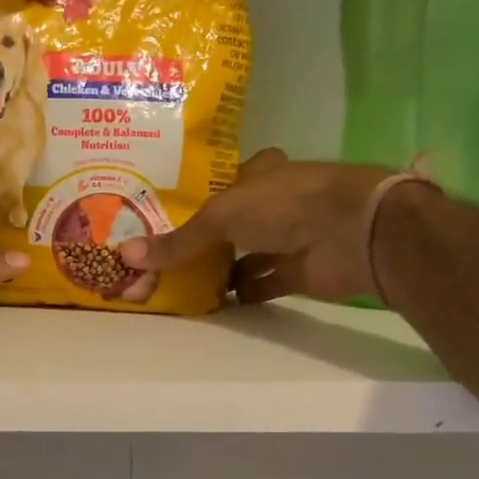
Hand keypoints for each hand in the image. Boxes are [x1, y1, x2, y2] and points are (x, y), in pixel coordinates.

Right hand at [118, 150, 396, 303]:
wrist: (353, 233)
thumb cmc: (286, 204)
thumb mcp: (221, 216)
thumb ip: (177, 241)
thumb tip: (125, 256)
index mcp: (257, 175)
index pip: (219, 182)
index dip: (194, 196)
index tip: (161, 214)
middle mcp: (271, 203)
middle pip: (229, 222)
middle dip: (201, 238)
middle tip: (160, 254)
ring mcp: (286, 238)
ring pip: (244, 254)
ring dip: (220, 269)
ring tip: (177, 282)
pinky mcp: (298, 271)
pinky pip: (262, 283)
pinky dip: (242, 293)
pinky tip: (214, 303)